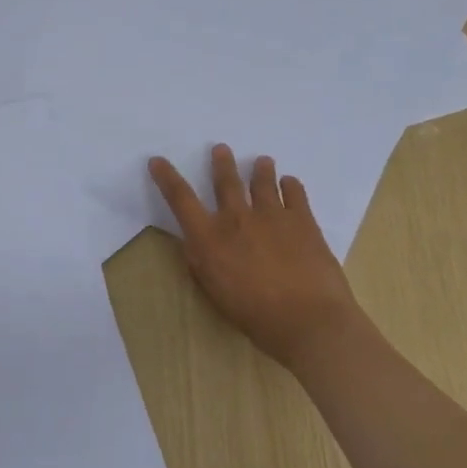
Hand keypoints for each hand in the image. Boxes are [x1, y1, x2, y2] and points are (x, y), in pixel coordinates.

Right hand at [149, 145, 364, 370]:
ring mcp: (272, 215)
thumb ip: (202, 262)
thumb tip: (196, 242)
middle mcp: (237, 218)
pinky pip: (295, 193)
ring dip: (260, 169)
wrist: (308, 318)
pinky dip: (290, 185)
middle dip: (221, 163)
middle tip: (221, 149)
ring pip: (263, 181)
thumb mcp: (214, 292)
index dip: (166, 177)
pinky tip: (290, 183)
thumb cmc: (254, 315)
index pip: (180, 199)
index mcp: (209, 238)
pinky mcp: (303, 220)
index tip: (158, 160)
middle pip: (226, 181)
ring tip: (263, 161)